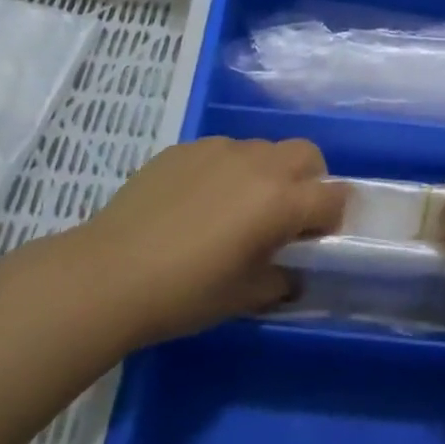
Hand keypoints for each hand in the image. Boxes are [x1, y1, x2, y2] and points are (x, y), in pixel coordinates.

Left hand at [74, 138, 346, 346]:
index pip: (333, 196)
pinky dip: (227, 170)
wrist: (110, 272)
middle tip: (286, 214)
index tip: (317, 238)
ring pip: (263, 149)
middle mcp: (258, 163)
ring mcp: (219, 148)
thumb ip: (280, 279)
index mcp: (280, 201)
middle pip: (306, 154)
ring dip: (266, 173)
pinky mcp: (186, 147)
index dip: (333, 217)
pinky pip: (223, 151)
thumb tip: (290, 271)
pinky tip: (197, 202)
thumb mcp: (244, 296)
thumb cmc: (186, 293)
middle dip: (310, 179)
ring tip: (236, 208)